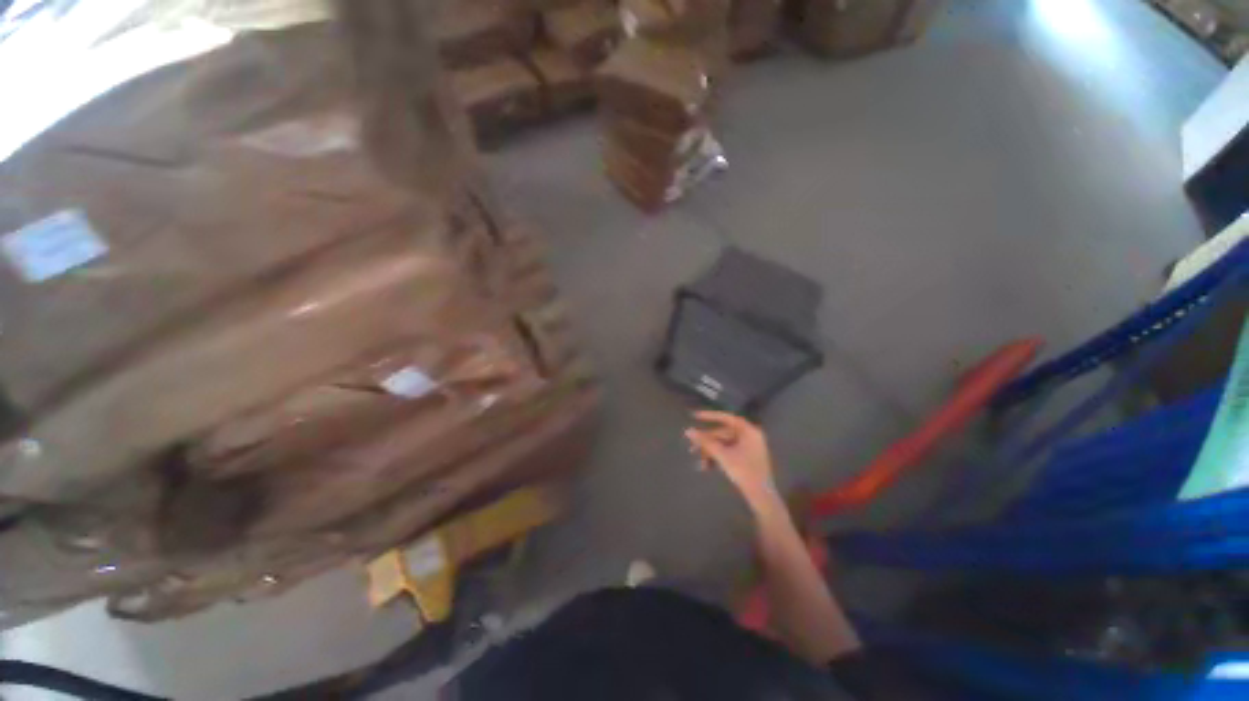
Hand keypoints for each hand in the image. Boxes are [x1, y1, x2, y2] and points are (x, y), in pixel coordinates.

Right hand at [685, 411, 780, 513]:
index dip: (709, 416)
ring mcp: (749, 448)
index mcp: (748, 431)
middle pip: (723, 434)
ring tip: (699, 464)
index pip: (726, 418)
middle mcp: (750, 436)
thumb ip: (705, 441)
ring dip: (710, 452)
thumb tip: (688, 431)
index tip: (694, 416)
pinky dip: (718, 458)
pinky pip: (728, 452)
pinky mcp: (746, 458)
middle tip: (692, 448)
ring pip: (724, 445)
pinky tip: (707, 467)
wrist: (761, 497)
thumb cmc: (744, 471)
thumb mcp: (722, 455)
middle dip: (707, 443)